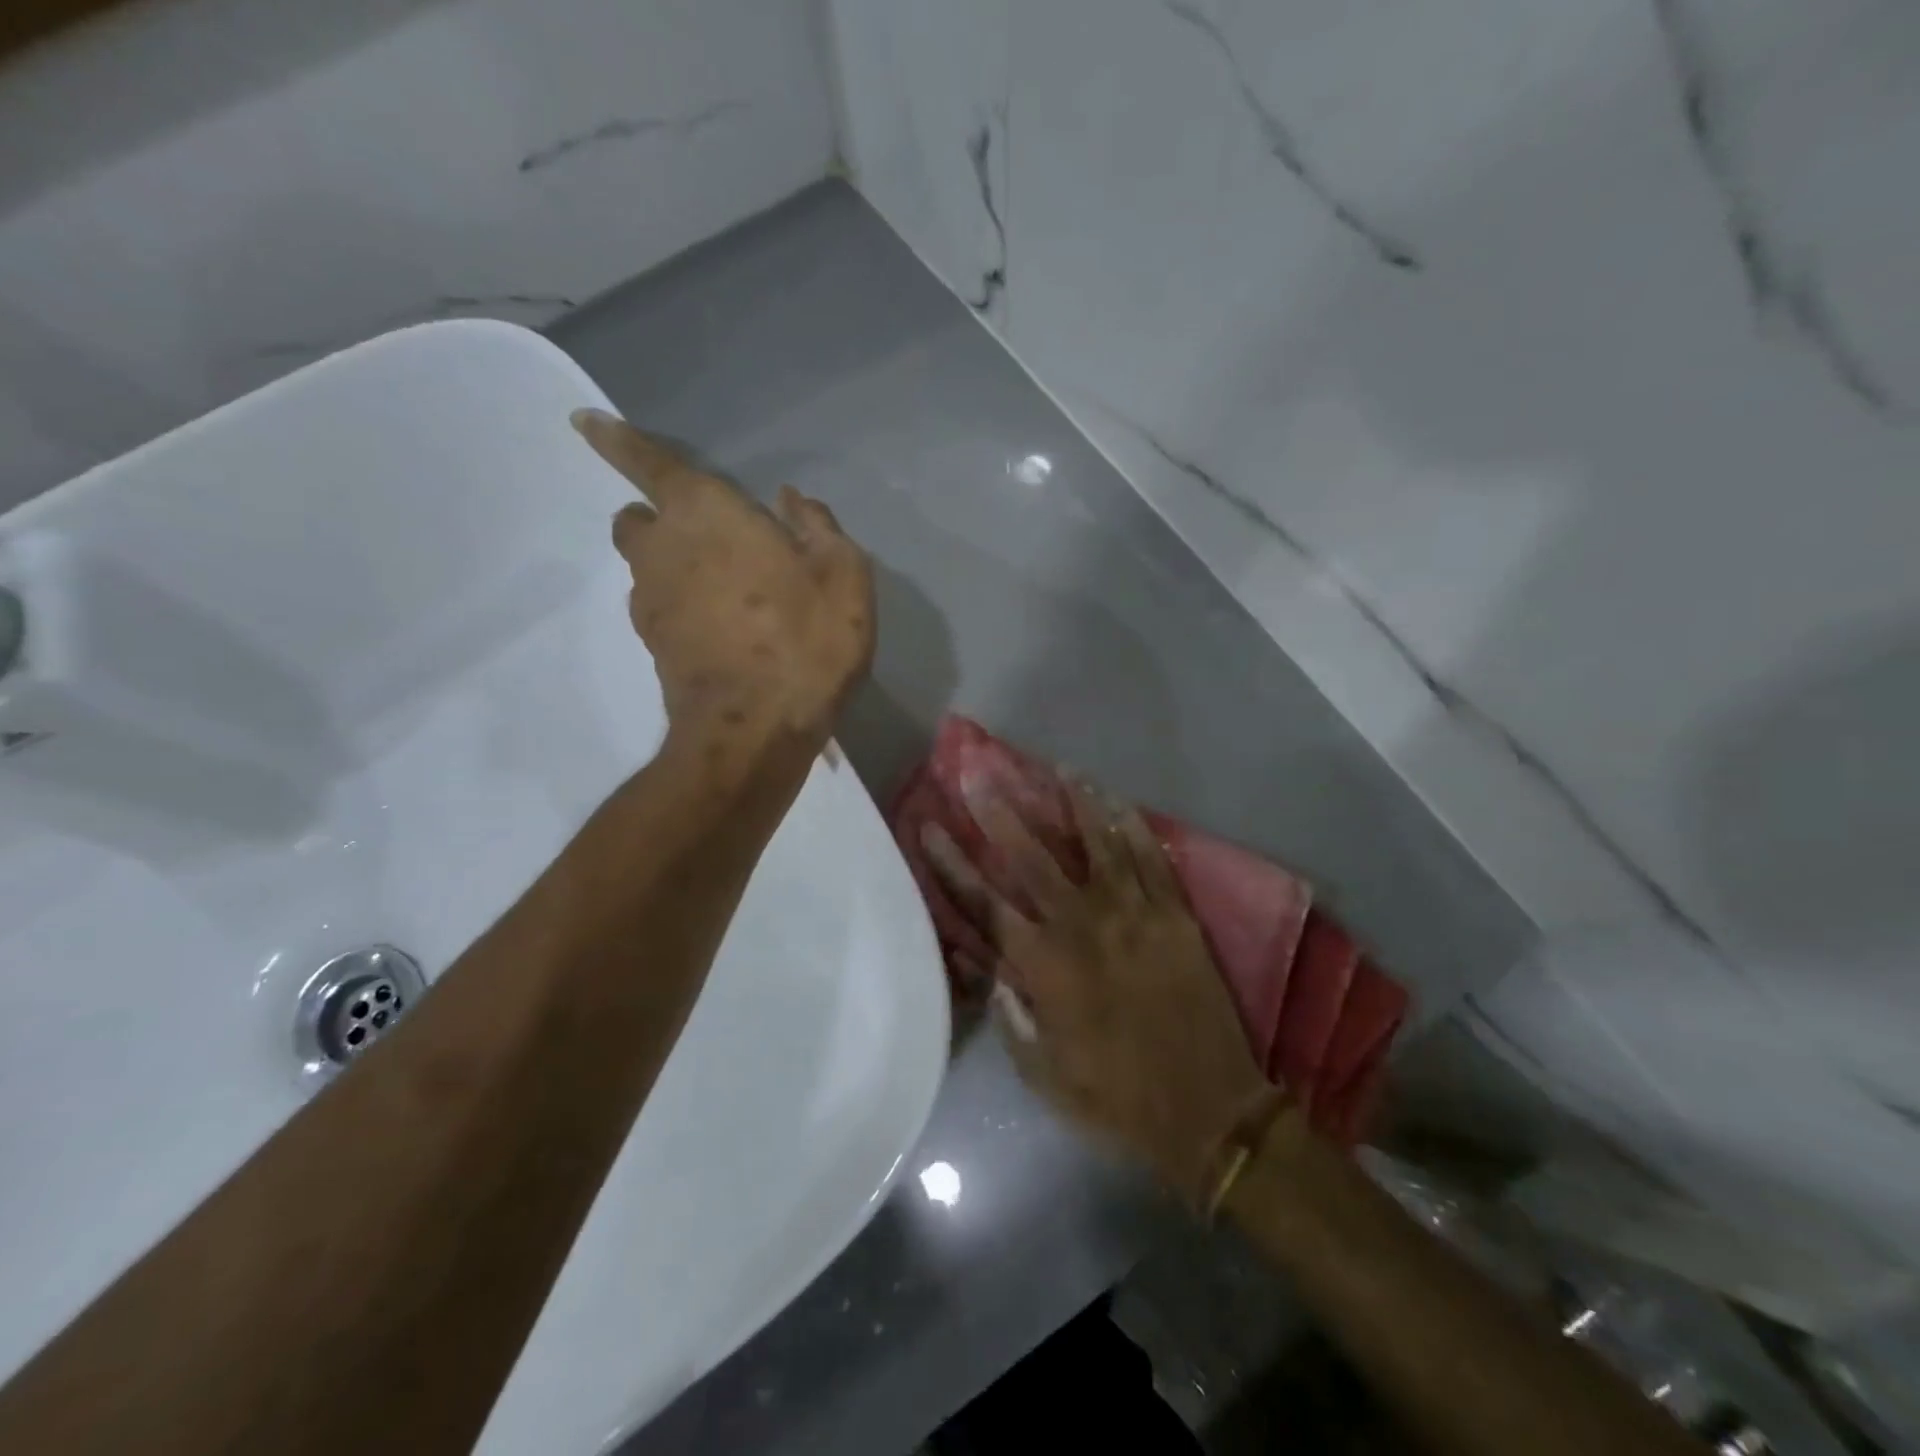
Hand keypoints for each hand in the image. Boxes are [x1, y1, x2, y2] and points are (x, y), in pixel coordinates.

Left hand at [572, 410, 874, 749]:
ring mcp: (651, 601)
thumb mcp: (843, 575)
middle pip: (639, 518)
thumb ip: (817, 527)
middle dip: (660, 516)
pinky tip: (726, 629)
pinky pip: (661, 606)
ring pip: (647, 565)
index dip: (617, 439)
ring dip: (676, 565)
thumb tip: (791, 501)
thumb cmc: (805, 640)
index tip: (584, 423)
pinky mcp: (653, 645)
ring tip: (730, 593)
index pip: (649, 462)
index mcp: (706, 513)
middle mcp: (663, 548)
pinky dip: (683, 605)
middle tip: (710, 536)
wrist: (754, 730)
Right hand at [923, 782, 1273, 1205]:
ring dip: (1074, 801)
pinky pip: (1149, 858)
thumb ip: (1011, 1017)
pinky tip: (1117, 799)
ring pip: (1097, 842)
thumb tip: (987, 970)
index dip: (952, 863)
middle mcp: (1082, 926)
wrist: (1209, 1109)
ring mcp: (1132, 914)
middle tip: (980, 773)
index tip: (929, 826)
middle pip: (1032, 857)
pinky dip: (1132, 825)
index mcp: (1043, 966)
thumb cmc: (1117, 1098)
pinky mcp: (1174, 915)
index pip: (983, 902)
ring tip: (1059, 768)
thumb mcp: (1044, 1074)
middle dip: (1001, 812)